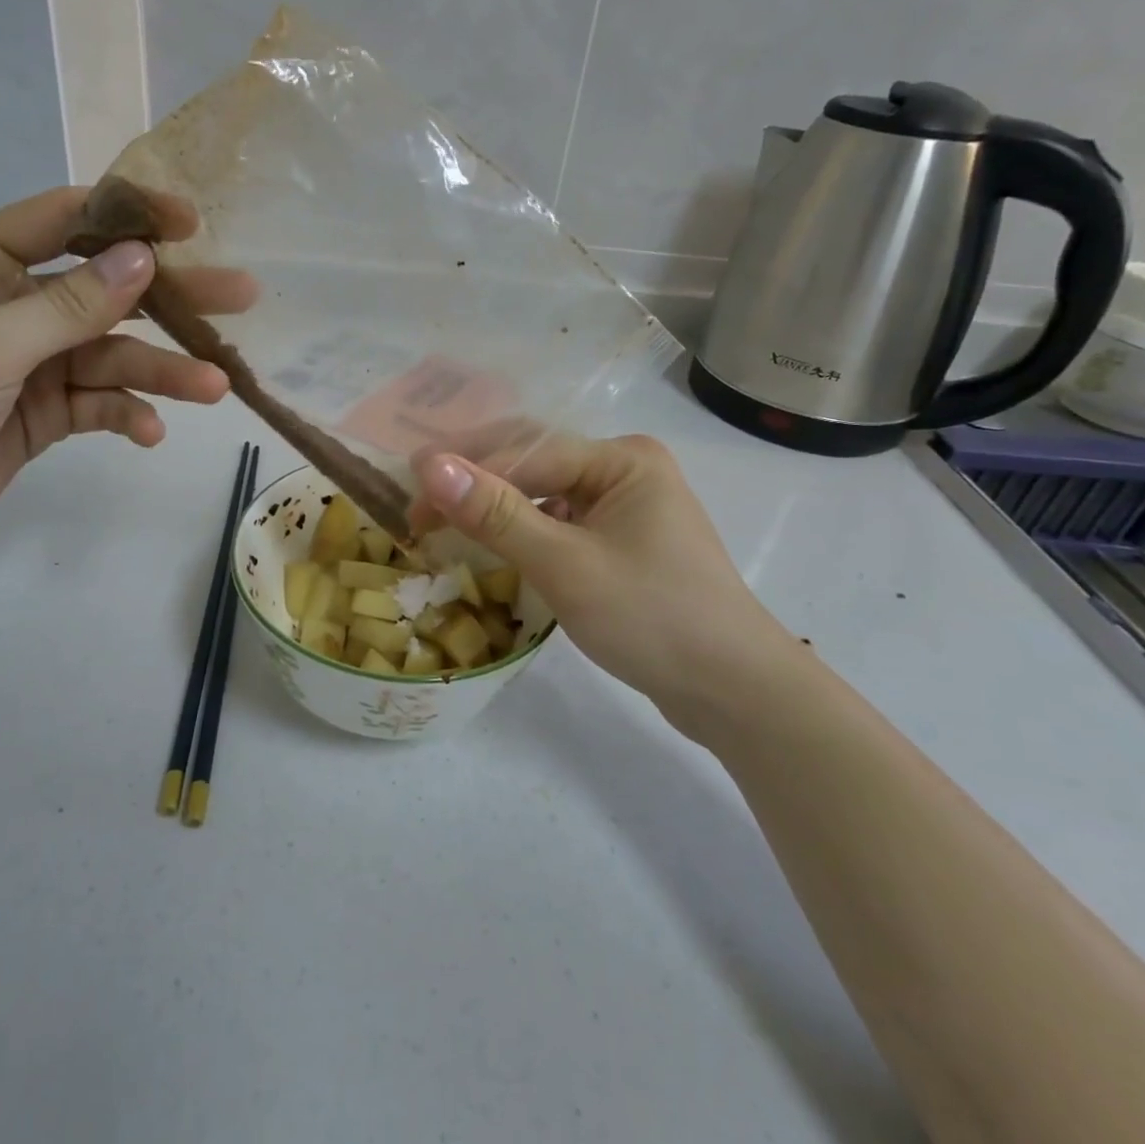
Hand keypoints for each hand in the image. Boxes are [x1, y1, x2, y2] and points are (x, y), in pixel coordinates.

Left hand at [0, 186, 256, 570]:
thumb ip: (67, 307)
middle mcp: (16, 306)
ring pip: (114, 355)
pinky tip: (150, 433)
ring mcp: (34, 363)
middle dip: (172, 297)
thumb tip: (141, 258)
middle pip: (108, 291)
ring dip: (162, 372)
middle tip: (240, 296)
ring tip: (214, 386)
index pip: (68, 220)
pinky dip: (127, 415)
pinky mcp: (45, 414)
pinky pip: (100, 404)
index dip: (131, 216)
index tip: (193, 224)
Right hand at [413, 433, 800, 722]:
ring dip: (495, 508)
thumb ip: (496, 514)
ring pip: (544, 495)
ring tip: (444, 525)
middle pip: (534, 463)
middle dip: (476, 483)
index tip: (409, 500)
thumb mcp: (565, 565)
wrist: (735, 692)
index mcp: (622, 458)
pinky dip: (523, 532)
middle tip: (420, 511)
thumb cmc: (652, 618)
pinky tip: (494, 545)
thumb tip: (430, 466)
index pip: (526, 451)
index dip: (464, 472)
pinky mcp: (623, 542)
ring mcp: (626, 506)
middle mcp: (625, 470)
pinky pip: (560, 523)